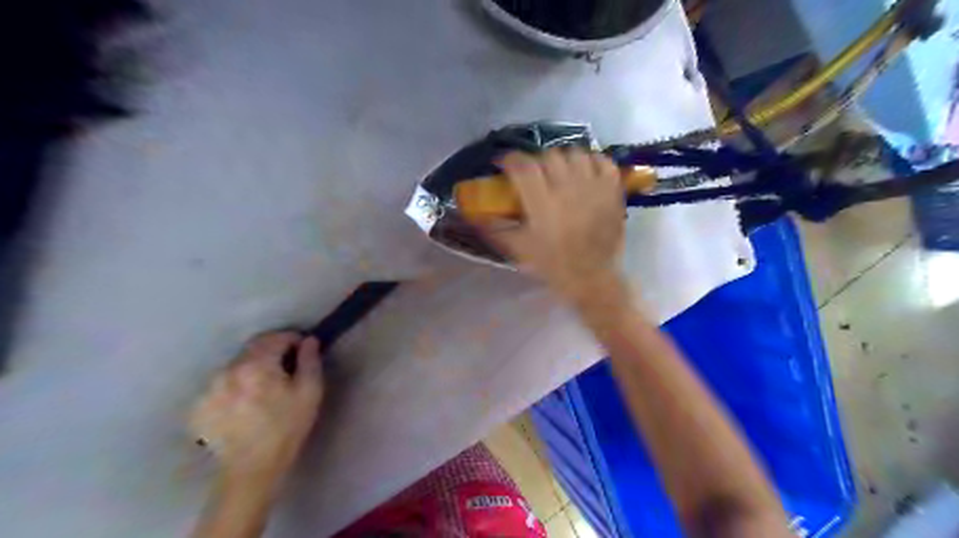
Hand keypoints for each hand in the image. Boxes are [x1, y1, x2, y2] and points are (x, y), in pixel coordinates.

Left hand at [192, 330, 325, 488]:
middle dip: (271, 351)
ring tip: (263, 388)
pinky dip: (235, 385)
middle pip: (252, 348)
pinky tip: (245, 403)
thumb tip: (308, 340)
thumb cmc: (287, 427)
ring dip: (251, 368)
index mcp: (256, 365)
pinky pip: (221, 384)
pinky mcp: (198, 406)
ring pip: (235, 365)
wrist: (252, 469)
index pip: (275, 337)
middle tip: (285, 367)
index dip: (292, 339)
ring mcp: (209, 389)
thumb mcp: (310, 392)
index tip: (302, 349)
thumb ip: (310, 360)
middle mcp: (227, 371)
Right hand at [479, 150, 630, 304]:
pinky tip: (583, 171)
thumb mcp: (518, 249)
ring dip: (561, 158)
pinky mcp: (612, 189)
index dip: (509, 159)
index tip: (503, 162)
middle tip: (531, 172)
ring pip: (574, 153)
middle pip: (547, 156)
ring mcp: (593, 186)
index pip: (523, 167)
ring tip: (557, 171)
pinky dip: (591, 160)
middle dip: (534, 160)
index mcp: (543, 204)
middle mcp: (568, 189)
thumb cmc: (553, 265)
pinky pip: (602, 160)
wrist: (592, 277)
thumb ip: (494, 229)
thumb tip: (471, 215)